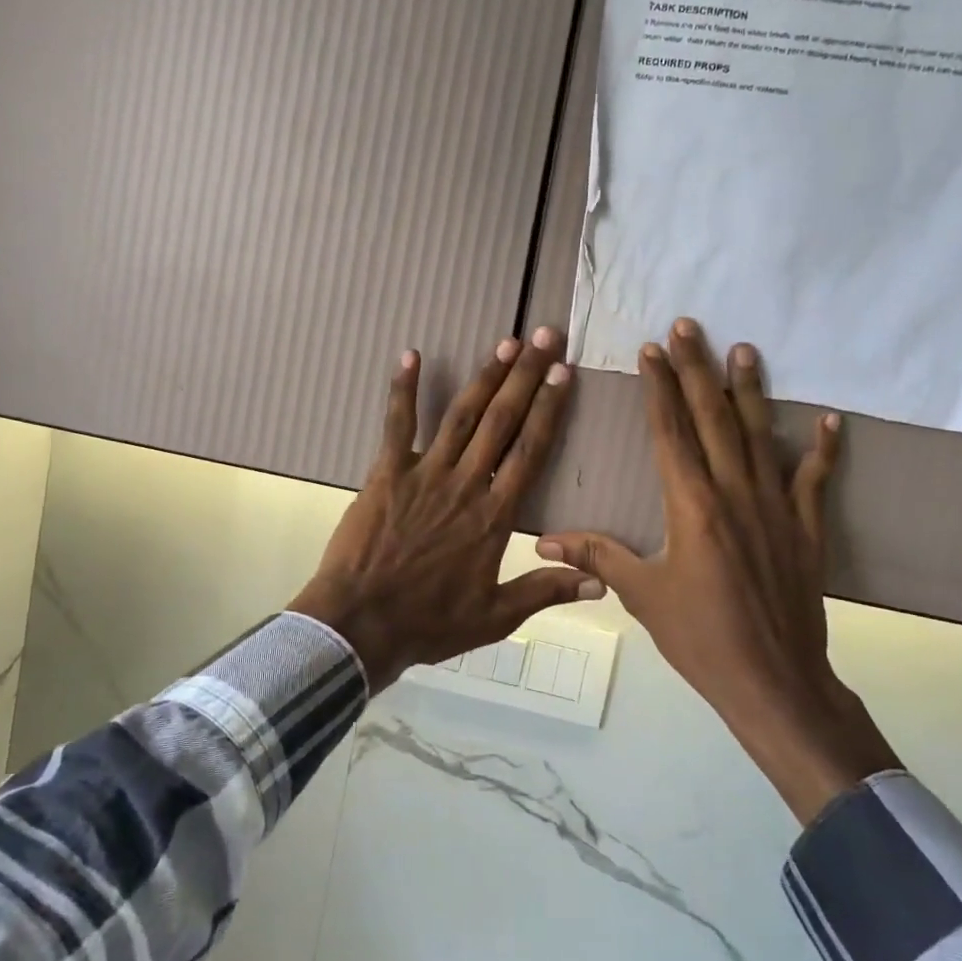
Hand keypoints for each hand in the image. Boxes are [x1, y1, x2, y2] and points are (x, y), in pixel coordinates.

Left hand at [290, 328, 605, 690]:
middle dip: (526, 377)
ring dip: (484, 378)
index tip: (564, 374)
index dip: (549, 409)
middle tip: (544, 338)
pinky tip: (409, 355)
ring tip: (505, 344)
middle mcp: (465, 483)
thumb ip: (545, 591)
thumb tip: (600, 583)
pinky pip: (396, 425)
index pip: (530, 451)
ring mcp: (423, 473)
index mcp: (494, 515)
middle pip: (501, 421)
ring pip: (461, 416)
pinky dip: (402, 389)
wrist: (360, 623)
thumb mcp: (495, 617)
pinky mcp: (386, 473)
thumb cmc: (429, 622)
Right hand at [538, 319, 898, 822]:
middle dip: (698, 369)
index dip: (659, 387)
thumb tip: (543, 539)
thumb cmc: (700, 637)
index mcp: (691, 505)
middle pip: (713, 419)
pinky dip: (823, 450)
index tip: (652, 350)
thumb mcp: (642, 595)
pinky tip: (829, 421)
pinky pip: (815, 480)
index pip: (671, 432)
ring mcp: (776, 508)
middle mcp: (735, 493)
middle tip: (690, 326)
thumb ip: (598, 555)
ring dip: (751, 391)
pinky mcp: (806, 529)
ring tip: (745, 350)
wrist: (773, 682)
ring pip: (761, 436)